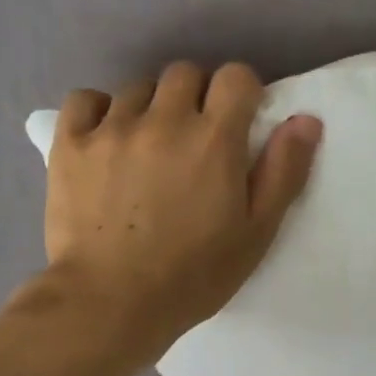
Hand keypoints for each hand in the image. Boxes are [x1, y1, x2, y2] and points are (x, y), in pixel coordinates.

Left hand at [43, 61, 321, 345]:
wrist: (111, 302)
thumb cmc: (194, 274)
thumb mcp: (256, 232)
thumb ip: (283, 171)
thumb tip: (305, 119)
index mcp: (214, 139)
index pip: (235, 76)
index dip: (241, 94)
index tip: (238, 122)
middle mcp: (164, 120)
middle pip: (185, 73)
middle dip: (196, 97)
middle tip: (194, 139)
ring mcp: (112, 128)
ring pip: (137, 88)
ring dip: (151, 108)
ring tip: (148, 148)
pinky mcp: (70, 144)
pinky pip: (86, 100)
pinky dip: (99, 112)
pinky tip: (106, 139)